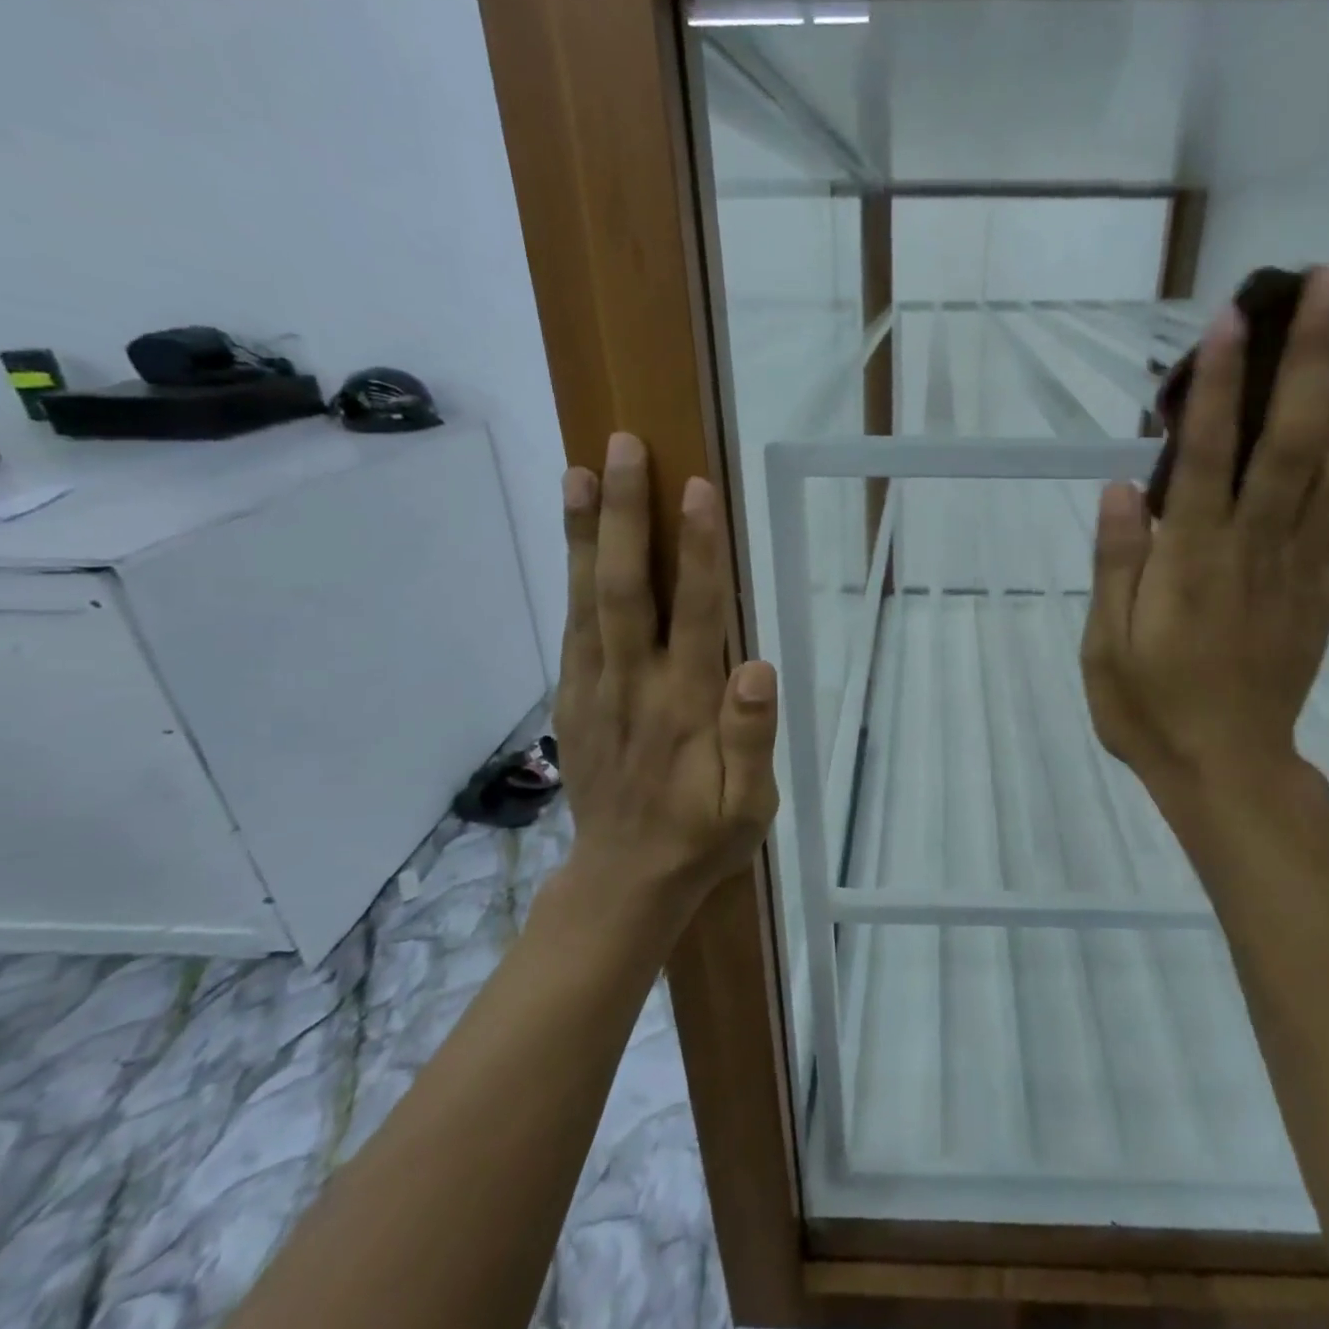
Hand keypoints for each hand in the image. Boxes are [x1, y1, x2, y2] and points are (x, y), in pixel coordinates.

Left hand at [544, 432, 779, 940]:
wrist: (623, 879)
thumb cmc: (702, 838)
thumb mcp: (750, 806)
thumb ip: (752, 738)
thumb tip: (757, 666)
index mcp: (684, 706)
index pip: (693, 613)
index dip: (696, 550)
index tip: (696, 489)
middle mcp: (633, 685)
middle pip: (624, 589)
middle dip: (623, 515)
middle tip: (622, 449)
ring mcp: (594, 689)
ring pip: (586, 600)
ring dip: (582, 533)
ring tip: (578, 470)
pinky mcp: (572, 698)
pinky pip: (572, 626)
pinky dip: (570, 576)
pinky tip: (574, 540)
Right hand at [1080, 267, 1328, 819]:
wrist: (1224, 768)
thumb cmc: (1150, 708)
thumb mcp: (1105, 645)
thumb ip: (1116, 566)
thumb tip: (1120, 488)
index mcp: (1192, 566)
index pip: (1207, 462)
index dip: (1220, 389)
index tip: (1231, 319)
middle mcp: (1257, 553)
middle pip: (1292, 445)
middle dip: (1312, 361)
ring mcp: (1304, 571)